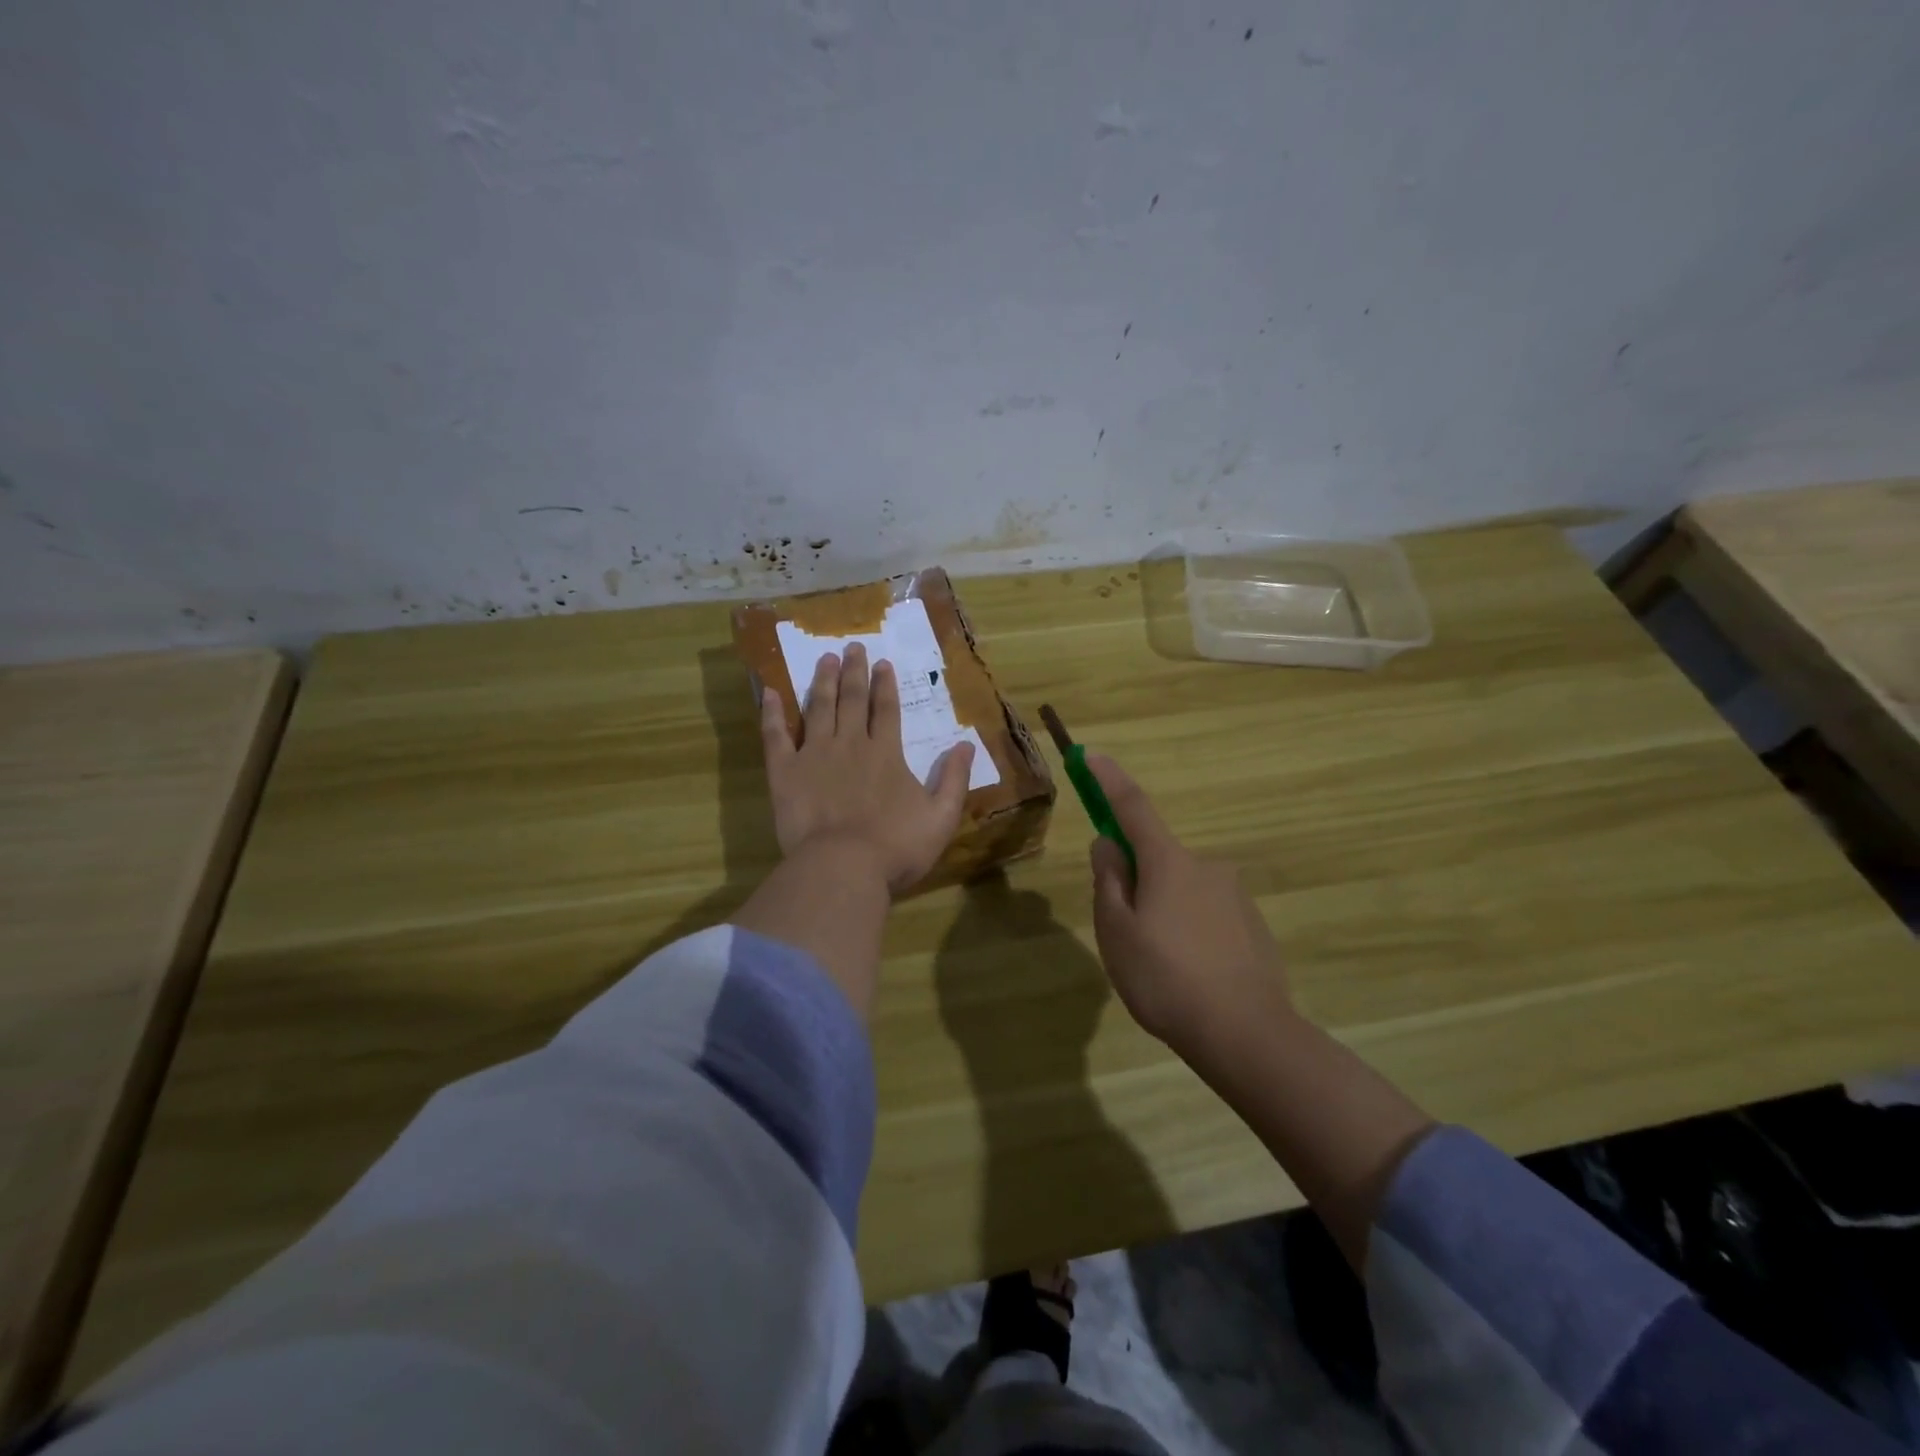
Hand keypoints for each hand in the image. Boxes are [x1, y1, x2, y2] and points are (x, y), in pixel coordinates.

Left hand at [760, 642, 974, 893]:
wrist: (842, 867)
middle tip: (852, 647)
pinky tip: (770, 692)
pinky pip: (776, 735)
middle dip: (854, 672)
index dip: (886, 686)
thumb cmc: (896, 847)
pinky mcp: (785, 772)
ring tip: (824, 658)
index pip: (887, 710)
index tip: (883, 663)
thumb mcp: (941, 817)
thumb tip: (966, 744)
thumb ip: (955, 779)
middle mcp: (851, 744)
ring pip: (819, 708)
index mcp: (886, 754)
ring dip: (823, 681)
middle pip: (853, 700)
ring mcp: (814, 754)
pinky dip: (772, 713)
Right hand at [1086, 754, 1291, 1057]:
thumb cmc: (1167, 979)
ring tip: (1160, 968)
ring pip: (1181, 891)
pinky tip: (1191, 975)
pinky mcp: (1253, 925)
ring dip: (1163, 911)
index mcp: (1168, 862)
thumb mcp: (1117, 932)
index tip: (1092, 756)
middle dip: (1135, 881)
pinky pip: (1207, 914)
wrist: (1247, 1034)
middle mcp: (1206, 866)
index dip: (1109, 780)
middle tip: (1125, 935)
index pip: (1132, 807)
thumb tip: (1108, 845)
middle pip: (1156, 859)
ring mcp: (1234, 895)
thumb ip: (1109, 881)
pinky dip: (1190, 931)